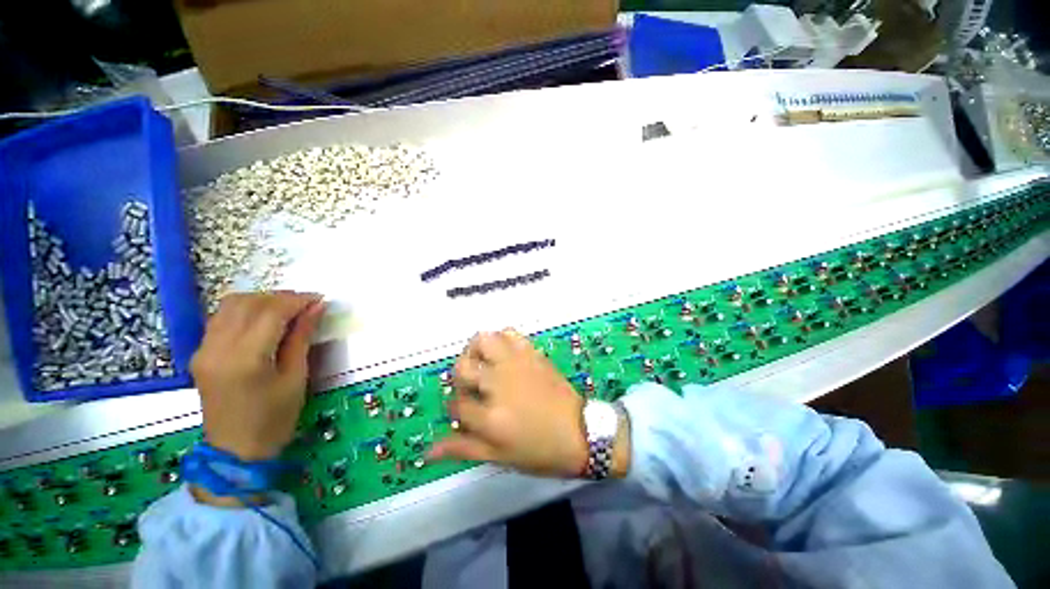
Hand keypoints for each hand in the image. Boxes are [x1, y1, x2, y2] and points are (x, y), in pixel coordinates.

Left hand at [191, 292, 324, 461]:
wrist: (235, 451)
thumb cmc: (274, 419)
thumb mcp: (296, 377)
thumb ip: (302, 337)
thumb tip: (316, 308)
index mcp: (245, 359)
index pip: (271, 312)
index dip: (297, 300)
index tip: (319, 299)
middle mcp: (217, 348)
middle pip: (247, 303)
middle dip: (280, 297)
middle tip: (306, 304)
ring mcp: (203, 350)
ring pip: (230, 305)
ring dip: (261, 300)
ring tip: (287, 309)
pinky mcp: (199, 353)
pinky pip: (221, 318)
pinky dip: (245, 311)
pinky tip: (263, 320)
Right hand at [428, 329, 589, 476]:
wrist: (582, 432)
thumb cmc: (541, 450)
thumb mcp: (500, 457)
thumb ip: (463, 449)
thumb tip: (427, 451)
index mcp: (490, 417)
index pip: (456, 404)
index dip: (456, 409)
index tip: (467, 413)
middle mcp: (499, 383)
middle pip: (462, 367)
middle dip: (460, 378)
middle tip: (472, 387)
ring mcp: (516, 364)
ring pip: (483, 340)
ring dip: (476, 351)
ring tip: (483, 365)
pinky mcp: (532, 353)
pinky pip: (510, 333)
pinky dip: (501, 339)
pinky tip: (503, 355)